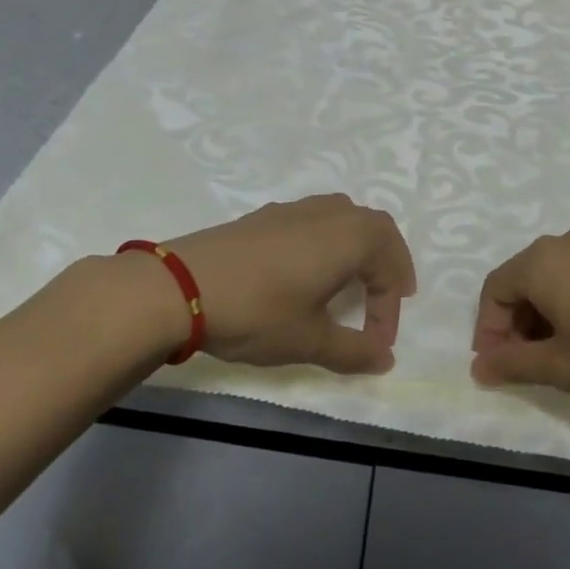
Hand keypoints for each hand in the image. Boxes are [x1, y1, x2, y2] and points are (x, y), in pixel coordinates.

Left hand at [156, 195, 415, 373]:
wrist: (180, 286)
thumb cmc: (258, 312)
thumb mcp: (309, 340)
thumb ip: (353, 350)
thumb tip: (386, 359)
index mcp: (351, 237)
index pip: (388, 269)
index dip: (389, 311)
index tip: (377, 346)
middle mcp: (330, 213)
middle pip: (376, 228)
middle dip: (388, 263)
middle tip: (388, 296)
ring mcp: (295, 208)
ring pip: (345, 217)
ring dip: (359, 247)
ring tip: (353, 280)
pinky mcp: (266, 215)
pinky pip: (316, 220)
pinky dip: (329, 241)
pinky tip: (308, 269)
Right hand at [470, 225, 569, 417]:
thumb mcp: (562, 367)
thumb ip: (513, 364)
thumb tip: (479, 368)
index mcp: (543, 261)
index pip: (496, 290)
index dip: (489, 330)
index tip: (496, 368)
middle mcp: (569, 242)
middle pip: (524, 279)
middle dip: (516, 323)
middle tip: (526, 366)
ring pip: (555, 277)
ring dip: (545, 315)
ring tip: (560, 356)